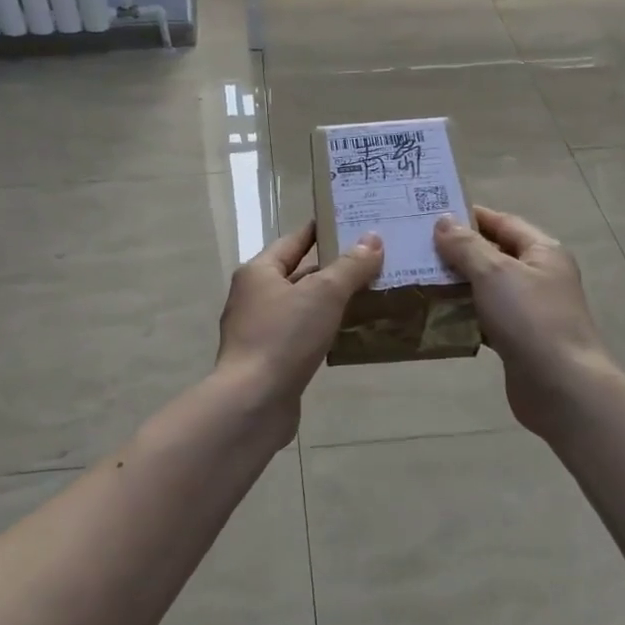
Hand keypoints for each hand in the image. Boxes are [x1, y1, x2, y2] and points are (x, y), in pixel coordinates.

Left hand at [215, 221, 382, 441]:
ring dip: (330, 302)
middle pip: (298, 273)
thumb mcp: (324, 294)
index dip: (320, 231)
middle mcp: (253, 297)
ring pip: (301, 307)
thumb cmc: (284, 337)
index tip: (349, 223)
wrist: (253, 402)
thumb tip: (372, 239)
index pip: (293, 241)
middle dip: (332, 269)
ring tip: (369, 296)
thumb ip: (350, 266)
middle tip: (371, 261)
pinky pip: (301, 335)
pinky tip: (348, 334)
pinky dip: (323, 330)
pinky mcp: (268, 360)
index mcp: (258, 272)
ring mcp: (258, 331)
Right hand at [434, 205, 620, 438]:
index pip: (502, 222)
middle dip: (457, 251)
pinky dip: (462, 315)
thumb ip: (466, 246)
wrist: (561, 387)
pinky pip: (485, 318)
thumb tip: (442, 221)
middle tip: (415, 248)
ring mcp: (530, 310)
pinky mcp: (518, 339)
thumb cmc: (530, 319)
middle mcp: (539, 276)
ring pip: (486, 288)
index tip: (430, 214)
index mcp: (542, 252)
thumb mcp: (494, 273)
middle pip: (493, 254)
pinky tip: (434, 315)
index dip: (469, 216)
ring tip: (417, 278)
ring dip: (456, 284)